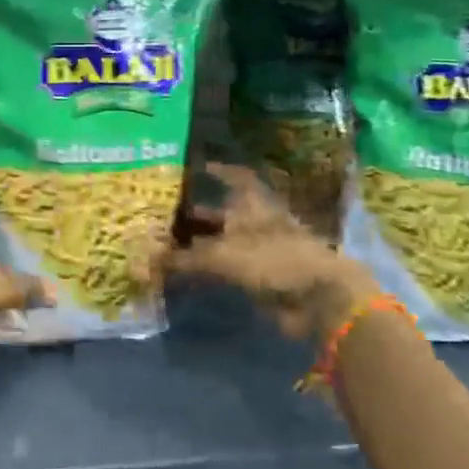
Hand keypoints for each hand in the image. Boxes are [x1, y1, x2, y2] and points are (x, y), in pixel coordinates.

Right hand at [163, 163, 375, 342]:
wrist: (318, 301)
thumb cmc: (274, 260)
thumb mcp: (223, 256)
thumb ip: (186, 258)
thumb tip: (149, 260)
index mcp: (253, 204)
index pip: (236, 177)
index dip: (218, 171)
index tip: (195, 167)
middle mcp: (257, 222)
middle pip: (224, 211)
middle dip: (197, 212)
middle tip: (164, 212)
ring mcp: (261, 250)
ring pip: (223, 241)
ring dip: (199, 243)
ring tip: (166, 243)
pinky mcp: (262, 278)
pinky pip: (227, 269)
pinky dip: (208, 270)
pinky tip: (185, 273)